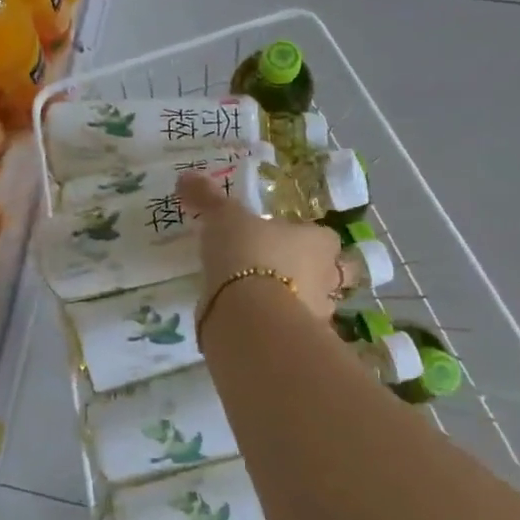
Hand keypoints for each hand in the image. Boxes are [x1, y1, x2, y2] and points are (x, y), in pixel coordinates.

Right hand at [177, 171, 348, 319]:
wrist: (248, 315)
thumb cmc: (248, 254)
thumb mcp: (223, 218)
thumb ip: (208, 199)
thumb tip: (186, 177)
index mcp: (318, 242)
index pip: (325, 238)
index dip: (310, 239)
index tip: (286, 240)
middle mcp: (327, 277)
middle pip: (332, 274)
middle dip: (314, 274)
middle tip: (284, 273)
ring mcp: (317, 313)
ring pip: (314, 305)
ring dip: (296, 303)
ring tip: (264, 302)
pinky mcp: (297, 342)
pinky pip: (289, 331)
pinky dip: (276, 327)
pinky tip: (255, 324)